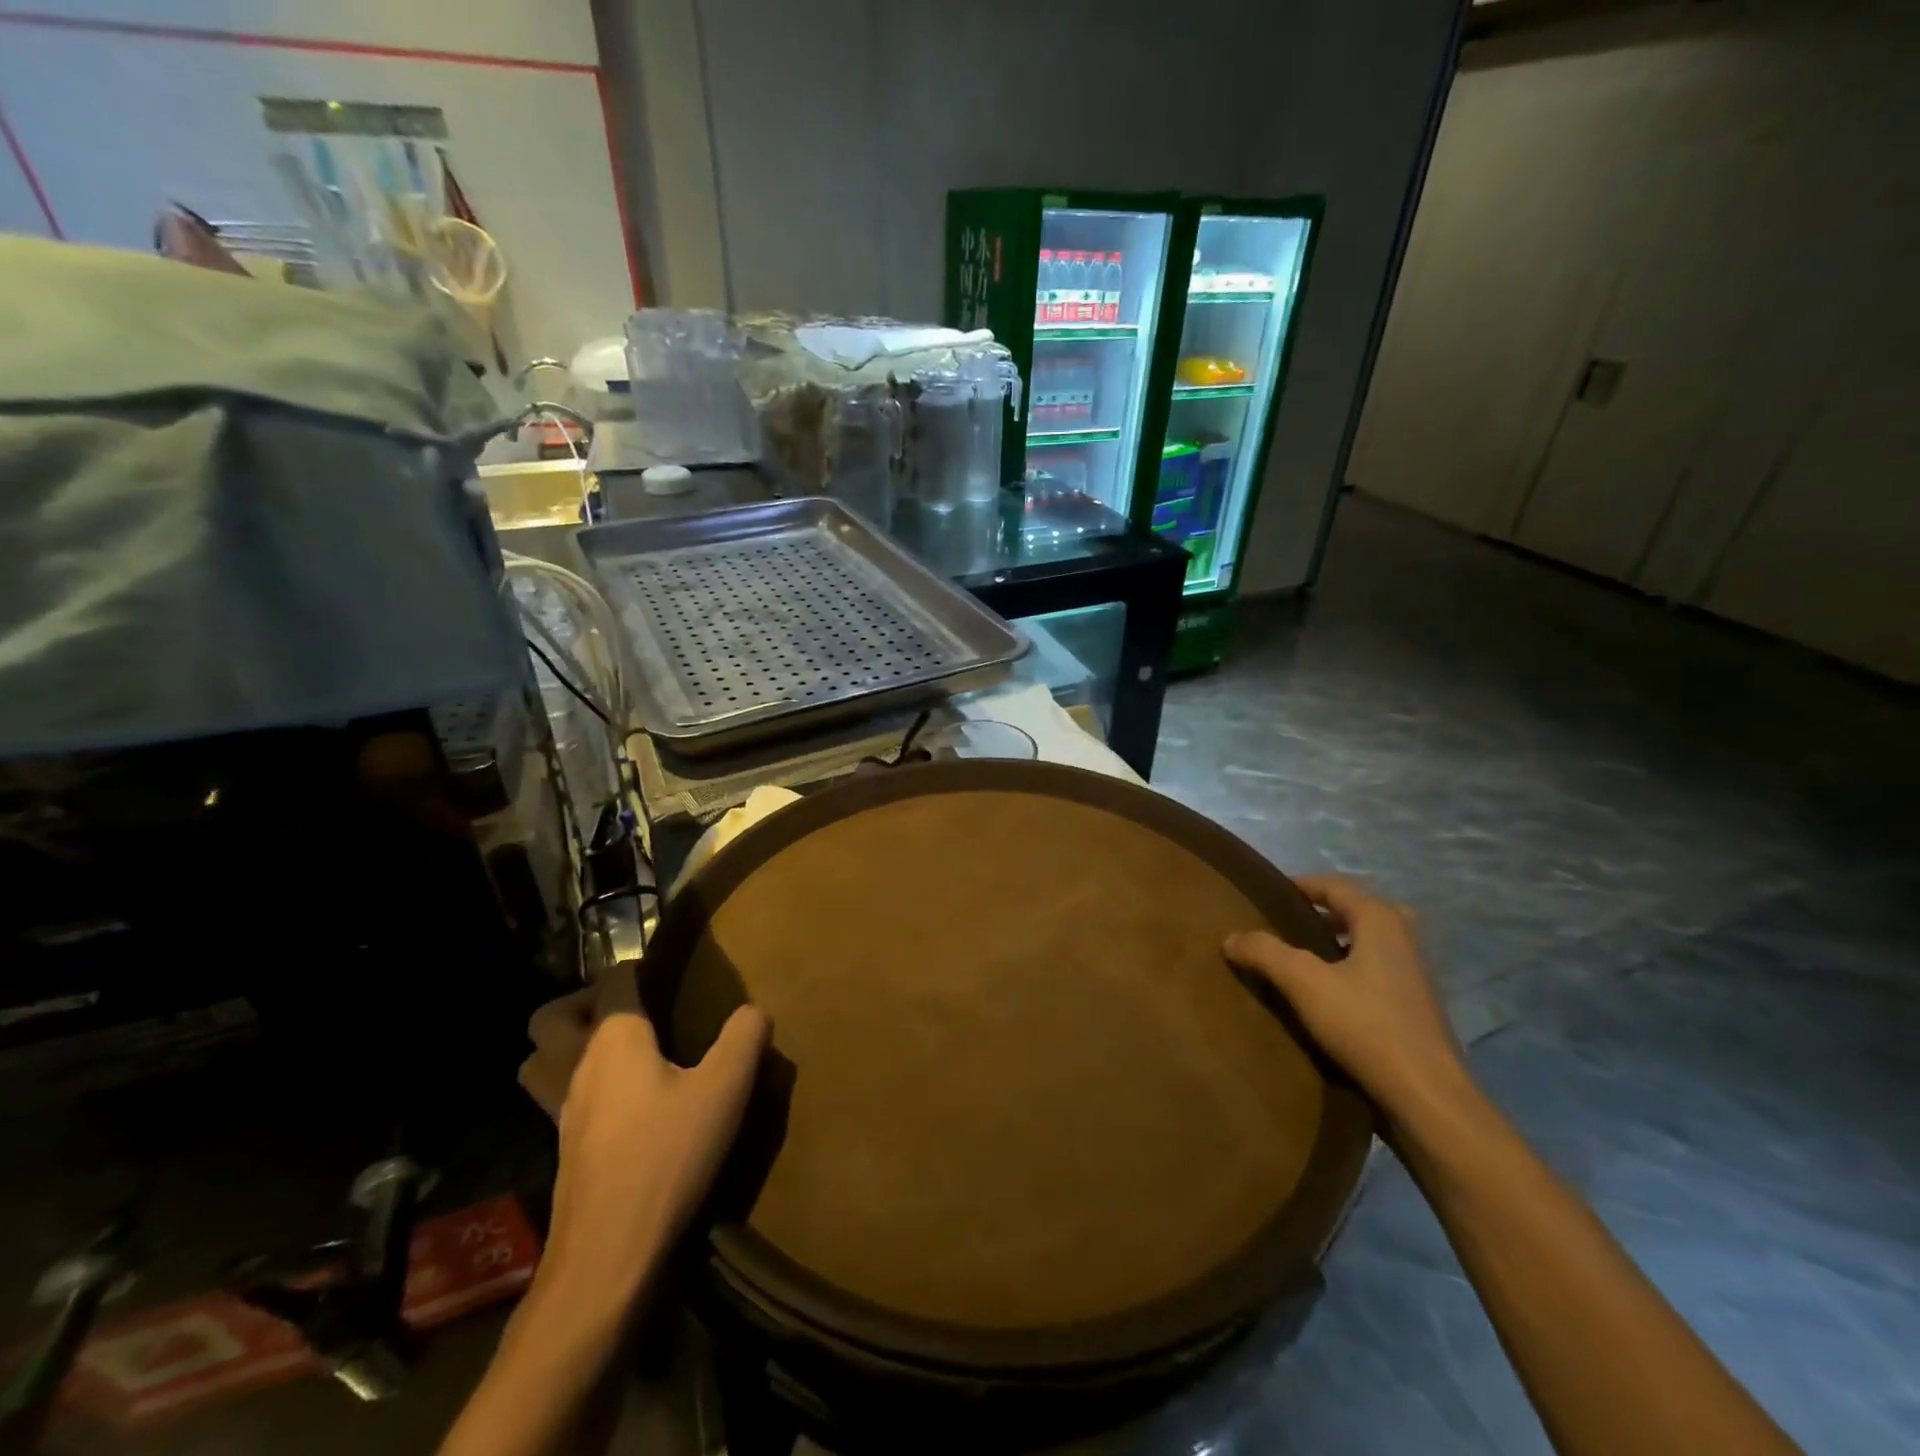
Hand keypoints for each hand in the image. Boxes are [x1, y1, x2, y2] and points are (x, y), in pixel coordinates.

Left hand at [528, 982, 769, 1314]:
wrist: (608, 1256)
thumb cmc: (667, 1157)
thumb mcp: (725, 1089)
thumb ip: (744, 1037)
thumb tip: (753, 1010)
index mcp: (614, 1038)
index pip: (614, 980)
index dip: (637, 968)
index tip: (665, 974)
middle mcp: (578, 1065)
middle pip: (551, 1018)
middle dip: (581, 1003)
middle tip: (627, 1010)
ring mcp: (561, 1111)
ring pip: (542, 1061)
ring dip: (566, 1046)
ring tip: (617, 1053)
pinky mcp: (563, 1150)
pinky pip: (556, 1099)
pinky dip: (577, 1087)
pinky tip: (622, 1104)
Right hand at [1225, 875, 1470, 1129]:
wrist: (1427, 1097)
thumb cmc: (1366, 1025)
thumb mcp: (1303, 983)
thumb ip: (1265, 952)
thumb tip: (1231, 936)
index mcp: (1381, 920)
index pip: (1335, 885)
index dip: (1301, 884)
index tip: (1268, 893)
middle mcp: (1404, 938)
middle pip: (1357, 910)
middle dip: (1322, 912)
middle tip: (1287, 923)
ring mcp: (1415, 974)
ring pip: (1368, 942)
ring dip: (1336, 942)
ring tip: (1298, 957)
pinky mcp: (1416, 1006)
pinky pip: (1376, 970)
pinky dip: (1350, 969)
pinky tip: (1326, 994)